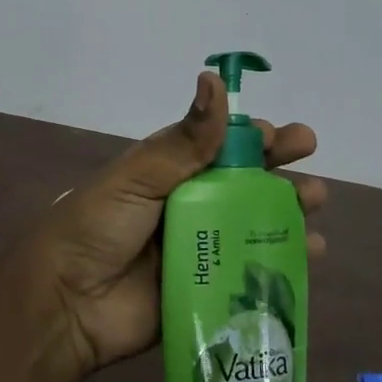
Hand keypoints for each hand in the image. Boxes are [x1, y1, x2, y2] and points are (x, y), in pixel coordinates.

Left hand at [0, 72, 325, 375]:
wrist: (66, 302)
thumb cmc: (97, 228)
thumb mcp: (137, 176)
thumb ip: (184, 140)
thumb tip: (214, 78)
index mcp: (166, 174)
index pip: (218, 148)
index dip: (253, 139)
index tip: (286, 136)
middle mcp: (186, 208)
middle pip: (243, 186)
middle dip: (279, 174)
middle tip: (311, 168)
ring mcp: (198, 251)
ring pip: (253, 226)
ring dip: (287, 214)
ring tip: (315, 205)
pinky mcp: (205, 291)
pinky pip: (250, 273)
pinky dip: (283, 262)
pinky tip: (311, 254)